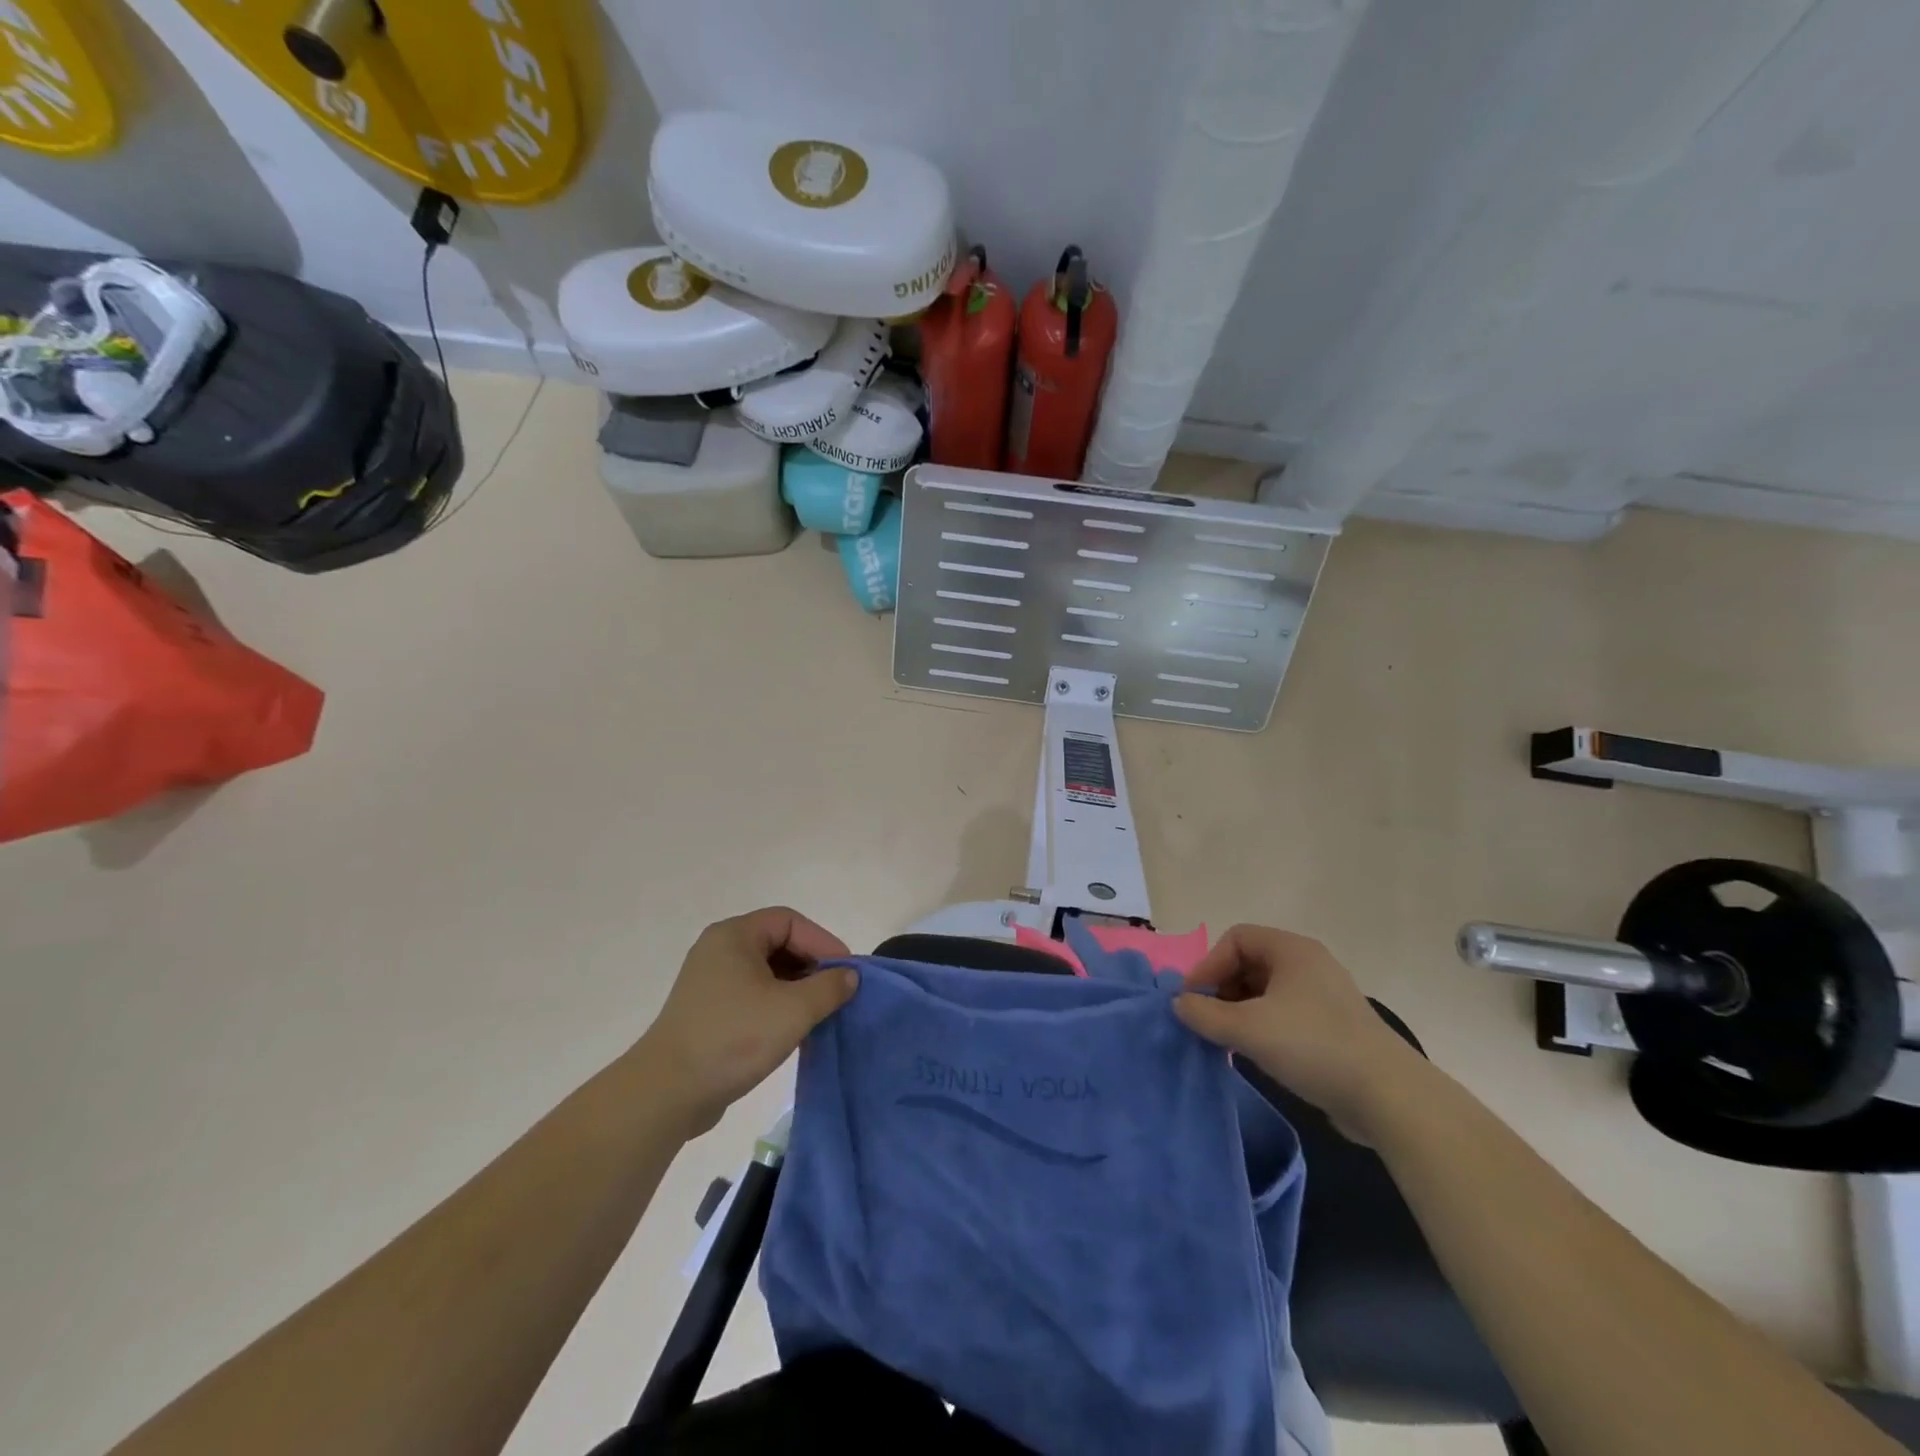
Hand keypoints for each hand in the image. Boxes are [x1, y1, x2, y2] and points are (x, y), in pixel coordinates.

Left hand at [636, 907, 859, 1136]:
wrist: (667, 1093)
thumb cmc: (733, 1039)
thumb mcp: (793, 1010)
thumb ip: (829, 987)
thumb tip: (849, 976)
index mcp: (734, 935)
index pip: (790, 921)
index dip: (822, 942)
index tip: (846, 972)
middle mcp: (719, 949)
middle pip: (778, 943)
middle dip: (811, 965)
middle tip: (837, 991)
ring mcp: (710, 981)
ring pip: (766, 972)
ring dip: (796, 988)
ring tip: (820, 1012)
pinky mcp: (707, 1011)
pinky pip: (752, 994)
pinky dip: (777, 1004)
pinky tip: (793, 1029)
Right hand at [1173, 924, 1431, 1141]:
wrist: (1389, 1097)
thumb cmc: (1313, 1046)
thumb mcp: (1248, 1028)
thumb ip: (1204, 1013)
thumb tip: (1179, 1003)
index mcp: (1292, 950)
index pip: (1235, 938)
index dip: (1209, 964)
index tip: (1194, 998)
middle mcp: (1308, 964)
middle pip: (1249, 963)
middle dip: (1222, 988)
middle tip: (1206, 1020)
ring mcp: (1324, 996)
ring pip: (1266, 992)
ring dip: (1239, 1011)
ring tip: (1226, 1040)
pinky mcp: (1333, 1027)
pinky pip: (1284, 1015)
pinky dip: (1262, 1027)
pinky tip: (1254, 1054)